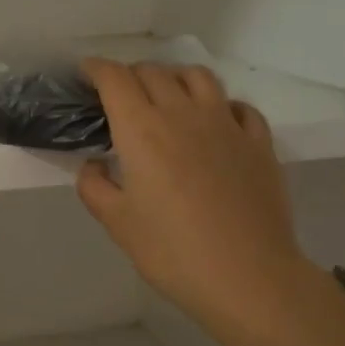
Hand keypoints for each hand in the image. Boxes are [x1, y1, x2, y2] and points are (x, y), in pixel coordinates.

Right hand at [76, 59, 311, 345]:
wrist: (248, 276)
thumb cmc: (172, 251)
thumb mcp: (117, 223)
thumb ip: (95, 187)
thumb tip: (95, 165)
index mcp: (142, 129)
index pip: (115, 79)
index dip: (96, 69)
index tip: (85, 74)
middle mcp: (183, 114)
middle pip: (154, 72)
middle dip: (130, 75)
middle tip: (120, 97)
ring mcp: (227, 124)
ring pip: (198, 77)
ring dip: (174, 79)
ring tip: (167, 99)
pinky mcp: (259, 142)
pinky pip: (238, 106)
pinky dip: (219, 105)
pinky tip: (214, 123)